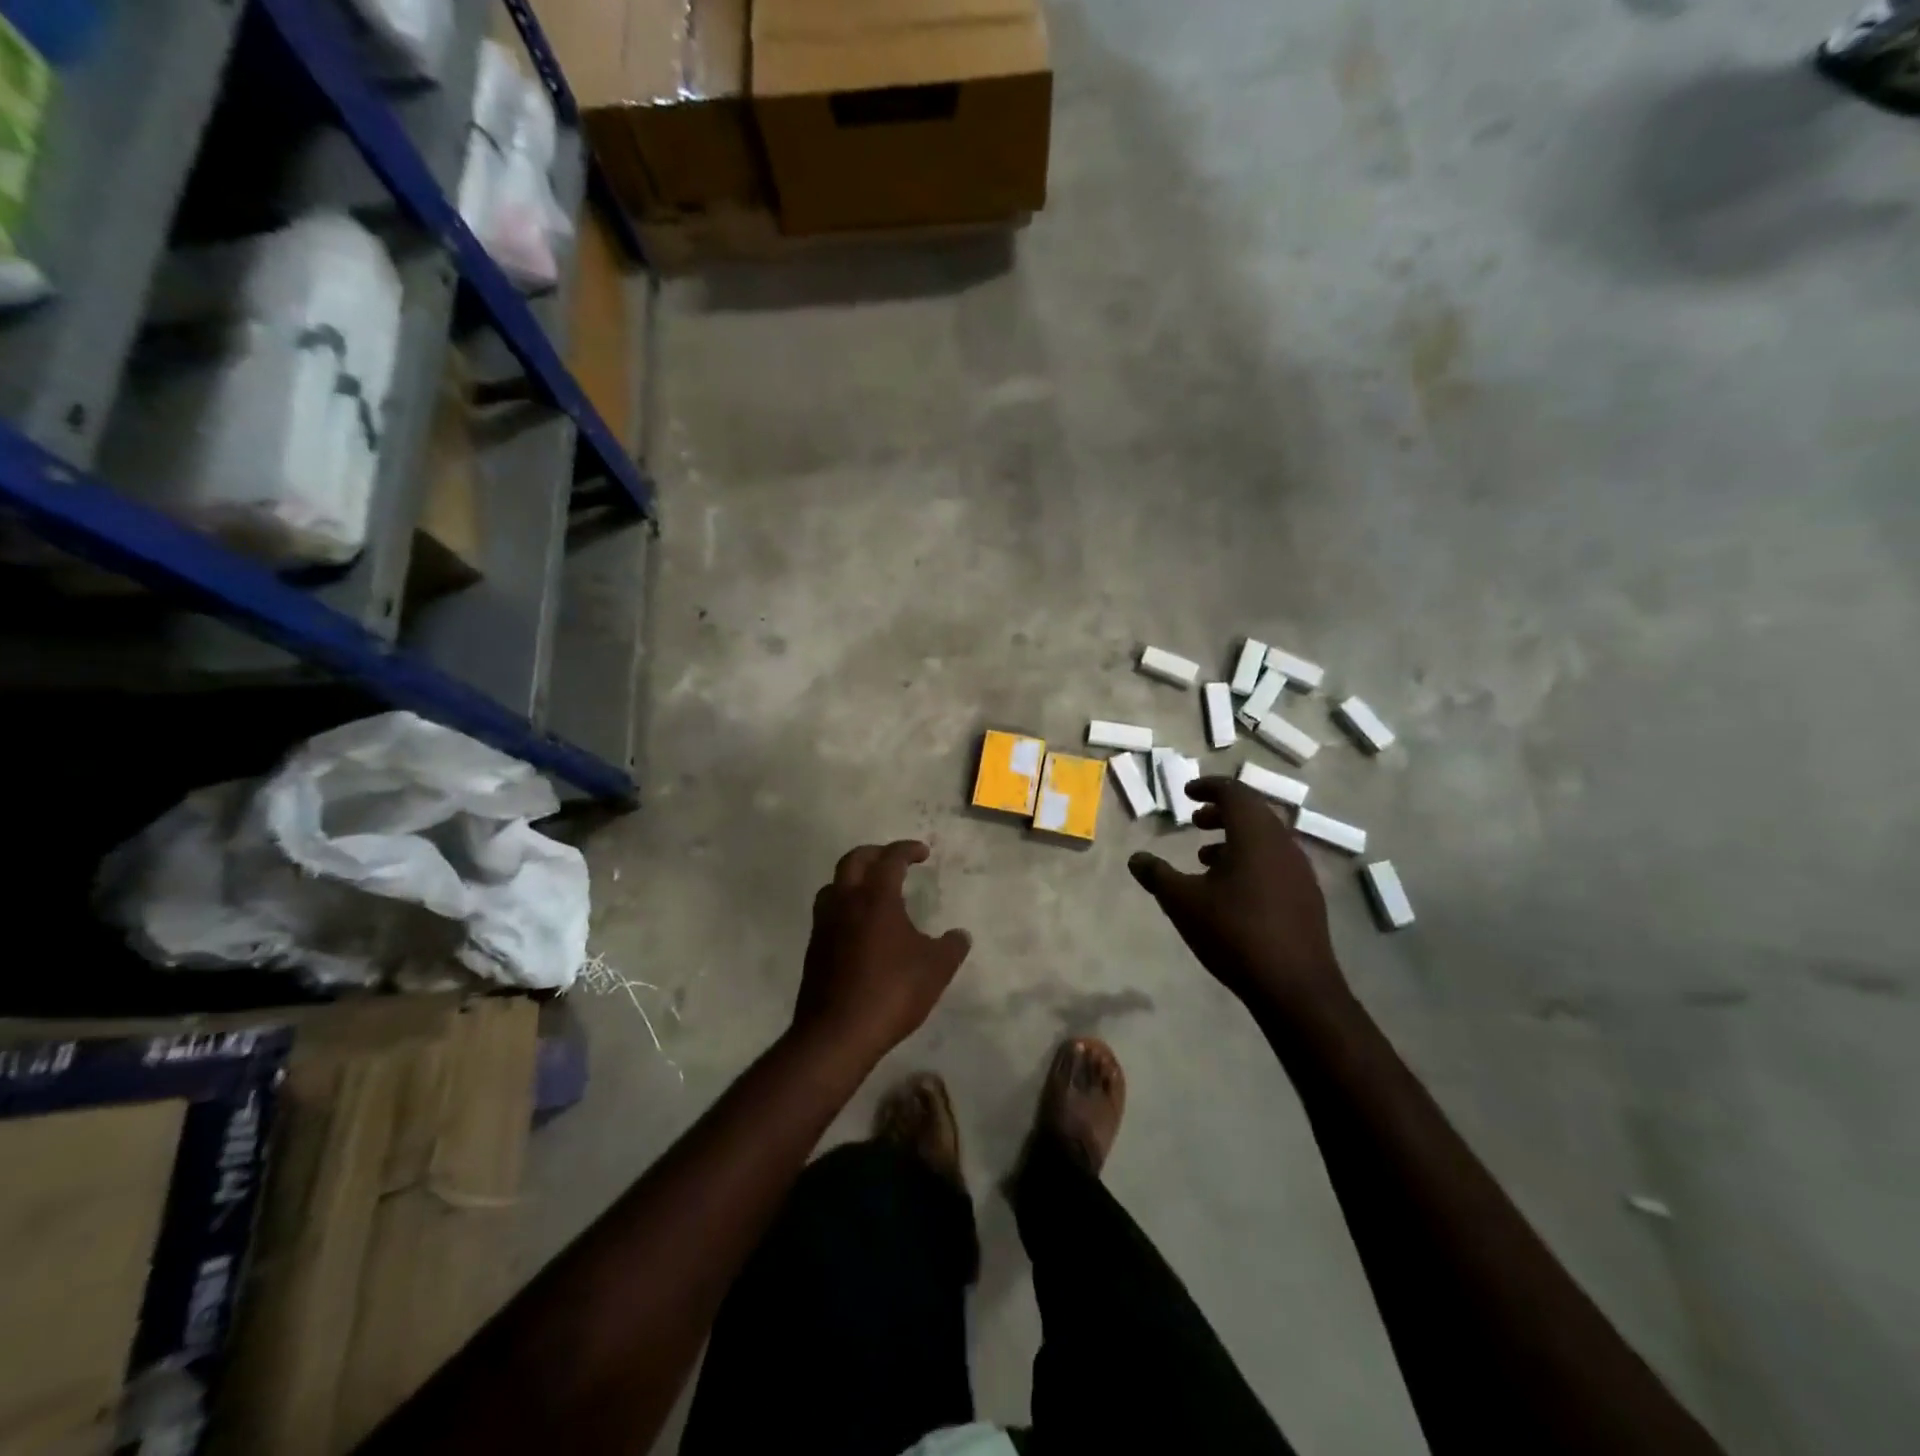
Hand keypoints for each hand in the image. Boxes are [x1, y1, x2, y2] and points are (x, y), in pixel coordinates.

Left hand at [794, 841, 972, 1065]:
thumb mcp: (935, 969)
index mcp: (876, 897)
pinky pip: (828, 913)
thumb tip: (960, 935)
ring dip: (853, 879)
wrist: (837, 1033)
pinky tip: (859, 928)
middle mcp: (845, 902)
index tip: (922, 852)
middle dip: (875, 853)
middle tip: (893, 860)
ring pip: (834, 885)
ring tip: (872, 891)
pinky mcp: (814, 949)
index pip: (890, 859)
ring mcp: (824, 925)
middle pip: (853, 860)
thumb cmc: (891, 992)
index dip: (907, 850)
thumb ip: (951, 947)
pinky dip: (844, 907)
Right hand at [1128, 778, 1349, 1017]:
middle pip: (1253, 812)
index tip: (1188, 793)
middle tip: (1195, 821)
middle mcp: (1283, 844)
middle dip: (1222, 811)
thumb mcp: (1183, 902)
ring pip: (1266, 838)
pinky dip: (1251, 859)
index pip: (1235, 792)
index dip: (1209, 787)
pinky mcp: (1307, 896)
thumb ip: (1157, 875)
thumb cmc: (1234, 933)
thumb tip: (1136, 858)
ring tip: (1206, 857)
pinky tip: (1232, 889)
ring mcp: (1300, 871)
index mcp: (1255, 835)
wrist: (1295, 987)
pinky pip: (1276, 861)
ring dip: (1235, 837)